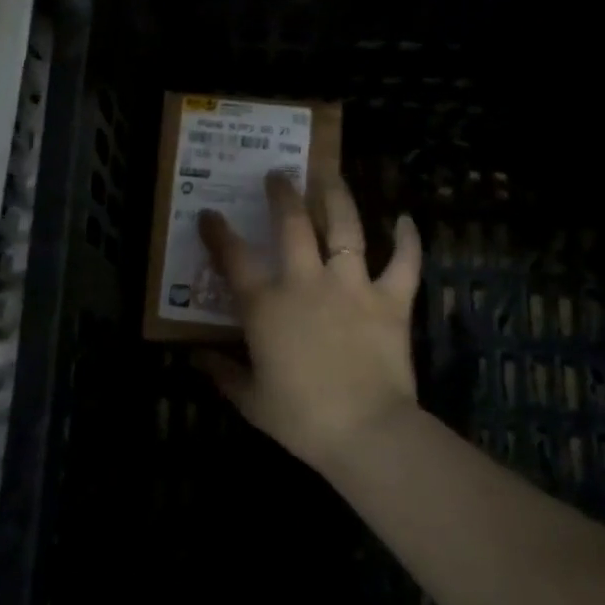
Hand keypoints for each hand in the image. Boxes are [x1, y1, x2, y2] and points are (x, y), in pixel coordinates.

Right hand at [195, 172, 422, 474]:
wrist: (366, 432)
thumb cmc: (301, 419)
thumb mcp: (251, 400)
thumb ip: (222, 373)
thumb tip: (196, 356)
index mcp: (266, 306)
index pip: (234, 258)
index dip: (218, 232)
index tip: (209, 214)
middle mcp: (306, 282)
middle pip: (291, 223)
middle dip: (281, 193)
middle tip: (278, 174)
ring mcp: (351, 286)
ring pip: (345, 226)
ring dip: (335, 195)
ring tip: (328, 173)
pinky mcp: (391, 300)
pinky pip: (404, 262)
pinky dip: (408, 240)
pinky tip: (406, 220)